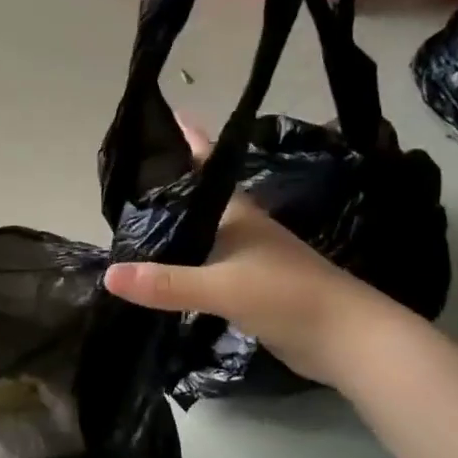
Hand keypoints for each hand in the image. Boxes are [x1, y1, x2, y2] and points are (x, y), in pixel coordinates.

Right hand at [100, 119, 392, 386]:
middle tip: (129, 179)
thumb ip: (167, 283)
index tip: (169, 117)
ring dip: (176, 228)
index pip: (207, 168)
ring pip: (203, 235)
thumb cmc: (288, 296)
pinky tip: (163, 272)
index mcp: (238, 215)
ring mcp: (248, 260)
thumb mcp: (222, 287)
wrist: (348, 341)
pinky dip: (184, 264)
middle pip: (200, 200)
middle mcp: (242, 230)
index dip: (190, 142)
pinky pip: (206, 267)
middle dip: (170, 188)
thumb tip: (109, 275)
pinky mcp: (250, 289)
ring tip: (136, 223)